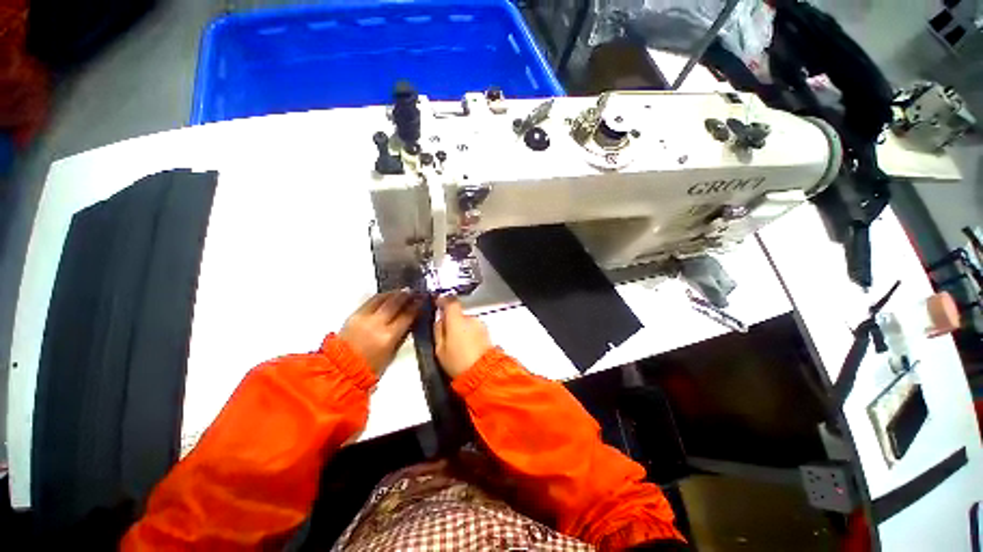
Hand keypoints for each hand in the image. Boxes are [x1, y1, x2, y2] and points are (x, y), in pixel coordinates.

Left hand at [339, 291, 419, 375]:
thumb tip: (411, 320)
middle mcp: (377, 323)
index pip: (407, 315)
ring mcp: (364, 317)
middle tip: (415, 292)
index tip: (423, 300)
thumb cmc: (371, 366)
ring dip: (395, 293)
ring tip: (404, 291)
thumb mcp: (392, 353)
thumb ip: (402, 335)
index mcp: (388, 336)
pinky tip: (388, 296)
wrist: (341, 369)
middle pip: (395, 302)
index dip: (417, 306)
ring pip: (382, 298)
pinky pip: (371, 300)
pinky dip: (382, 296)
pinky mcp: (354, 314)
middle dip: (407, 295)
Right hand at [434, 296, 492, 378]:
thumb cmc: (458, 363)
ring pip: (467, 323)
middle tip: (446, 338)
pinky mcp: (487, 332)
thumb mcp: (439, 350)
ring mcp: (481, 325)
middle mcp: (470, 319)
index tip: (438, 303)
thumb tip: (439, 320)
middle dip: (452, 322)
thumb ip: (438, 331)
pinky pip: (474, 329)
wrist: (483, 374)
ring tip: (458, 347)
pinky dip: (470, 334)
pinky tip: (467, 348)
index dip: (443, 301)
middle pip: (458, 314)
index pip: (450, 302)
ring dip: (462, 329)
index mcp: (457, 320)